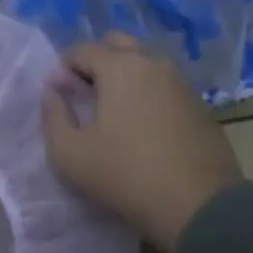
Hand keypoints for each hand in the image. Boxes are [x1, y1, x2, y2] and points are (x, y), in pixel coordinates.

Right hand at [40, 33, 240, 251]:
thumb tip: (52, 91)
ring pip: (144, 63)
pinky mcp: (199, 103)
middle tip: (86, 95)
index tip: (59, 97)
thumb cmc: (127, 176)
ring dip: (124, 76)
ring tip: (114, 112)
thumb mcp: (71, 155)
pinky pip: (164, 85)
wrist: (200, 207)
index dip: (63, 69)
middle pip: (117, 45)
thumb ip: (53, 116)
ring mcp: (180, 81)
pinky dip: (148, 93)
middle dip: (96, 62)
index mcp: (120, 66)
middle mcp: (152, 62)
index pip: (81, 50)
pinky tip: (144, 125)